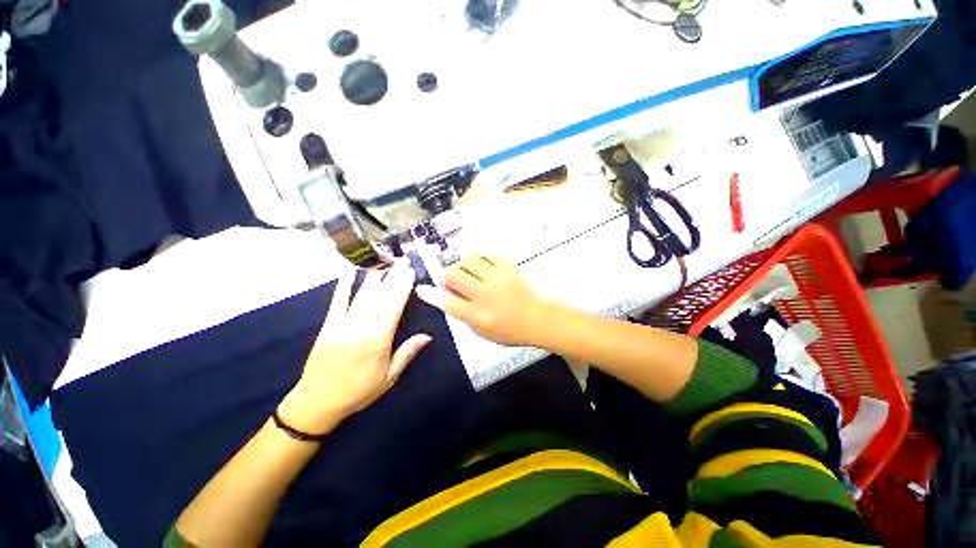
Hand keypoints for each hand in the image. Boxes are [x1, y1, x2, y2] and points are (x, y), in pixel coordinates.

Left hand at [279, 262, 431, 433]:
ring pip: (361, 298)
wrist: (317, 402)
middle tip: (401, 263)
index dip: (402, 290)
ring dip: (373, 279)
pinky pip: (337, 303)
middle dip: (392, 279)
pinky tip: (349, 273)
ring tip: (384, 265)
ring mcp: (342, 326)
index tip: (410, 274)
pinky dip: (344, 287)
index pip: (393, 309)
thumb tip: (427, 336)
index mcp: (378, 342)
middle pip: (380, 299)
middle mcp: (361, 330)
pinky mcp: (328, 326)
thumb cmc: (359, 391)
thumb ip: (406, 354)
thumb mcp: (389, 378)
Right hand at [416, 252, 549, 346]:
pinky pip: (485, 253)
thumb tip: (445, 294)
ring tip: (468, 273)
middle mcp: (485, 294)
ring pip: (468, 260)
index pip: (447, 302)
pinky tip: (480, 264)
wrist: (538, 318)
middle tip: (454, 282)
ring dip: (462, 265)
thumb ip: (461, 312)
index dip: (431, 294)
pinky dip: (478, 257)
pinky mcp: (507, 267)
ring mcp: (497, 278)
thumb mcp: (481, 331)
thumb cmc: (509, 330)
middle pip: (454, 275)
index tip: (421, 288)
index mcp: (478, 315)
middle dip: (447, 276)